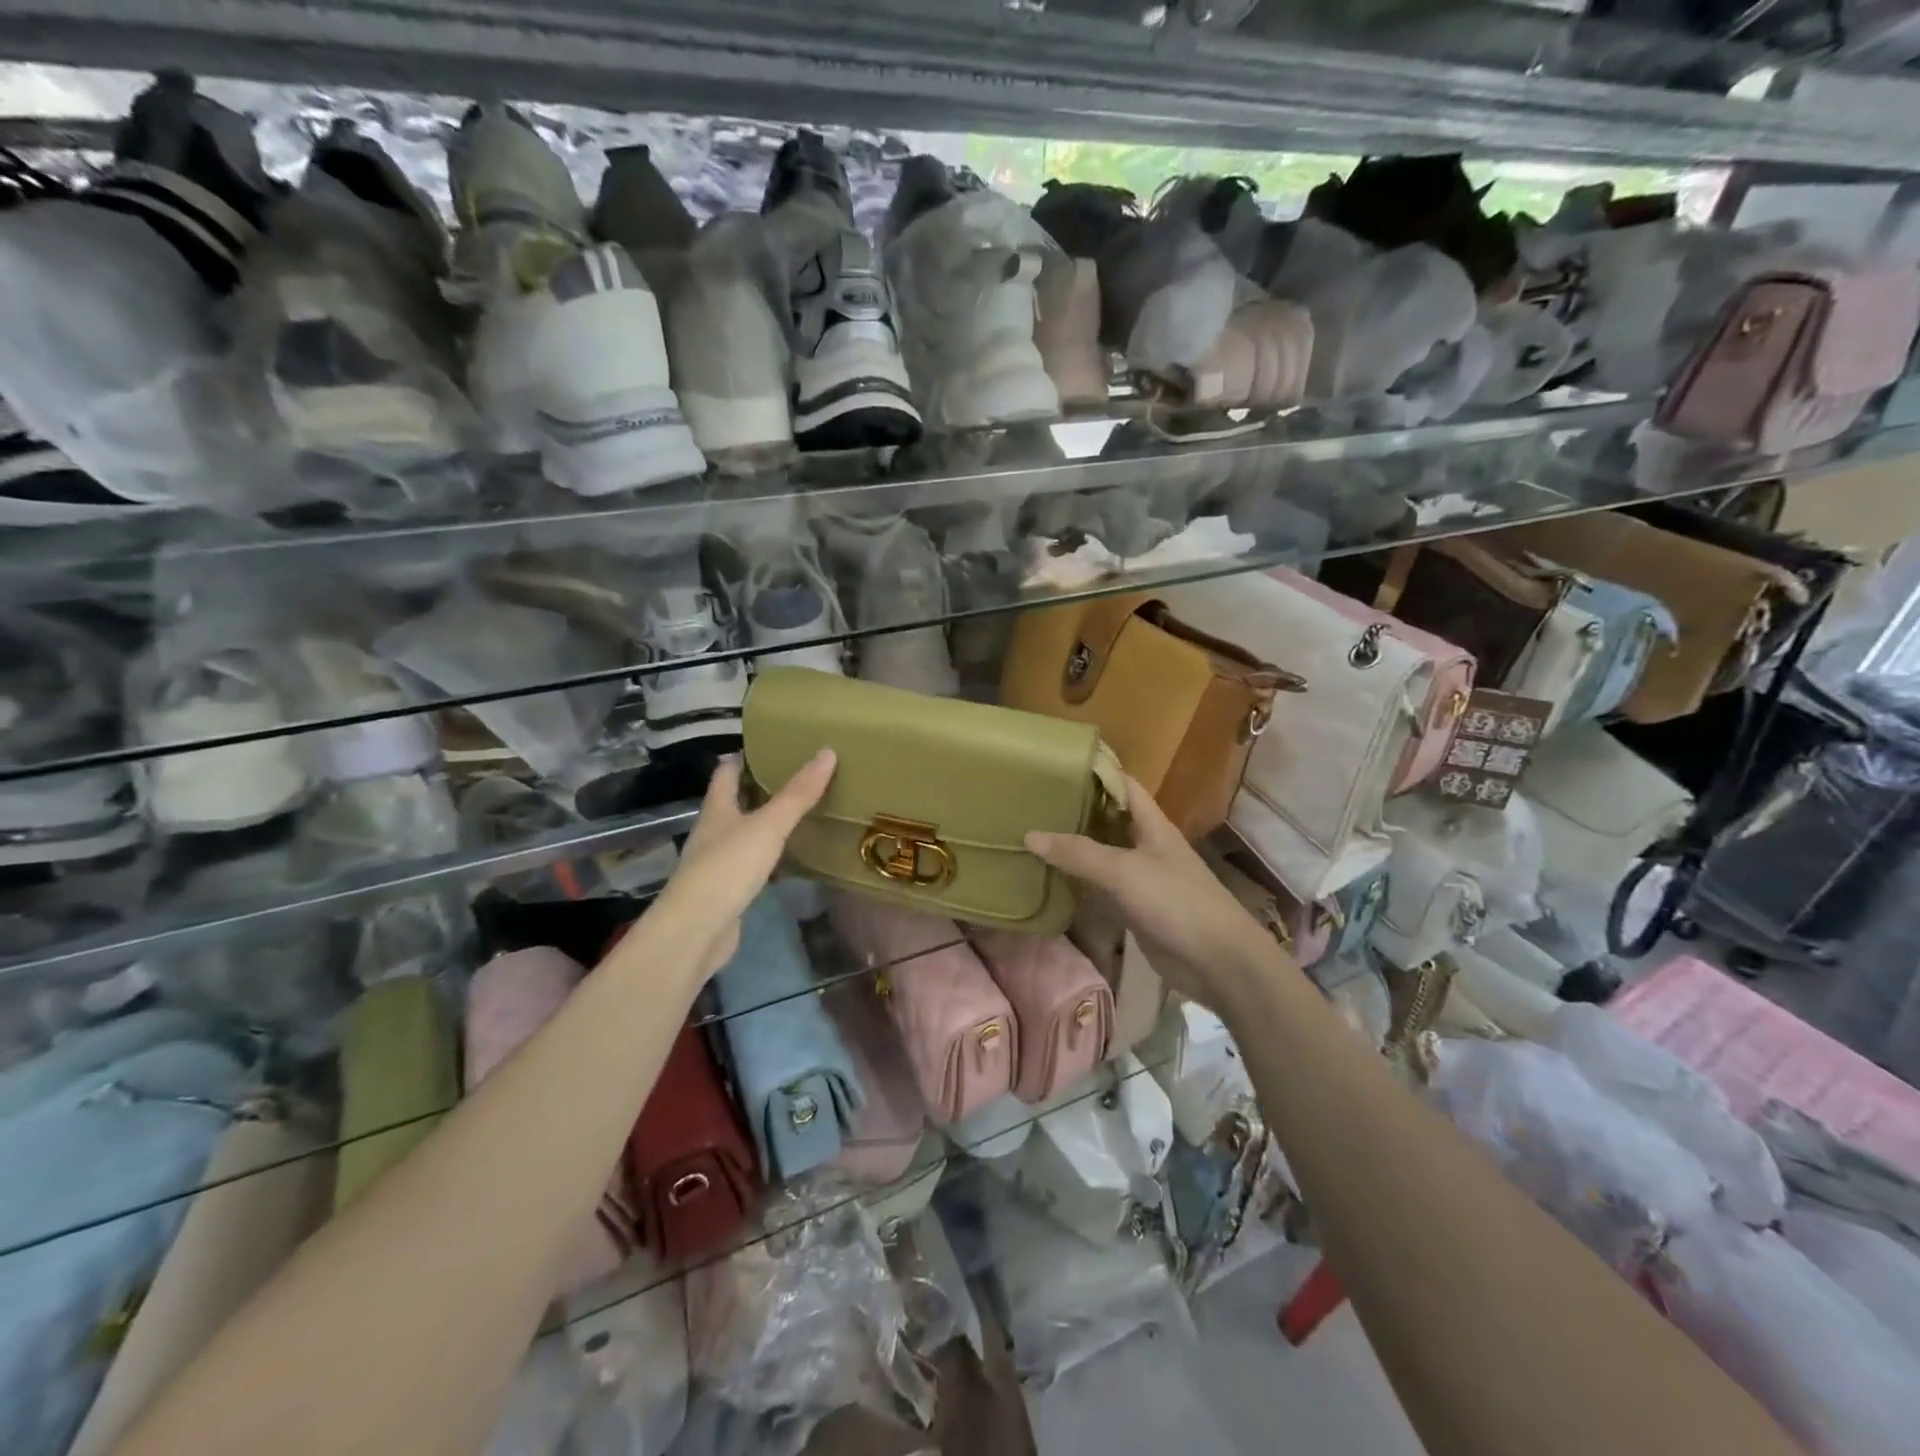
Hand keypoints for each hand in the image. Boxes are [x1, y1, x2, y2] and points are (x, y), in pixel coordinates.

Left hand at [651, 749, 837, 979]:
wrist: (696, 932)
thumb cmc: (727, 868)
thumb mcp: (767, 826)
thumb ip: (797, 794)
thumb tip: (827, 752)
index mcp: (717, 809)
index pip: (726, 772)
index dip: (744, 757)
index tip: (770, 745)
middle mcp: (713, 832)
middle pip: (734, 802)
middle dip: (760, 789)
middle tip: (797, 777)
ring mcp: (717, 863)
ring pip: (744, 834)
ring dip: (766, 824)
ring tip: (801, 813)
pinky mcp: (727, 891)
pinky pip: (751, 865)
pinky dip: (770, 857)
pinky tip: (791, 859)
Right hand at [1026, 776, 1290, 1008]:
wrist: (1217, 961)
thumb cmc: (1176, 902)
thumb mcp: (1123, 871)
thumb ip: (1078, 853)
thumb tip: (1029, 835)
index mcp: (1153, 825)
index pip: (1124, 785)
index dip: (1096, 772)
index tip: (1058, 766)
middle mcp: (1147, 846)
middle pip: (1109, 819)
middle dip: (1077, 810)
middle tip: (1035, 802)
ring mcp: (1142, 878)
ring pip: (1103, 854)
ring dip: (1075, 848)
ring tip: (1033, 835)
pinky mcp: (1136, 908)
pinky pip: (1102, 888)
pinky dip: (1080, 882)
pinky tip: (1051, 878)